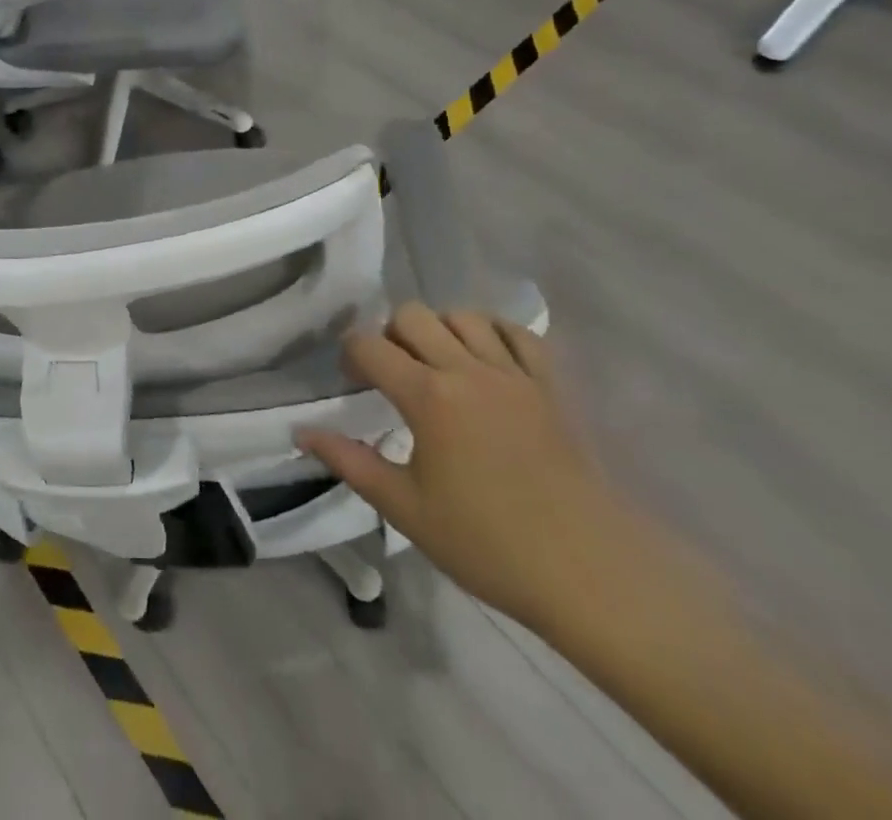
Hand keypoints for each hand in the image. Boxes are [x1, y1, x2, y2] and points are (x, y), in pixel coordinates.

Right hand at [300, 303, 639, 628]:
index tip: (352, 383)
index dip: (351, 356)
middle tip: (392, 373)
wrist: (590, 575)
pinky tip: (486, 360)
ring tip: (438, 364)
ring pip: (464, 316)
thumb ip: (349, 462)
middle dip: (390, 335)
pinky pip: (519, 334)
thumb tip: (300, 431)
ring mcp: (515, 374)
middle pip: (412, 315)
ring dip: (440, 330)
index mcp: (427, 396)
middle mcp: (467, 370)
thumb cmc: (488, 544)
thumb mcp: (405, 509)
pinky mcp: (551, 386)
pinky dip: (496, 334)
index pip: (369, 345)